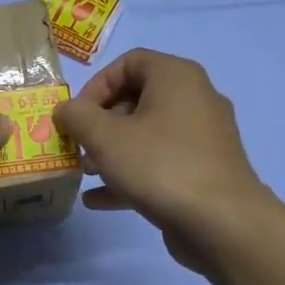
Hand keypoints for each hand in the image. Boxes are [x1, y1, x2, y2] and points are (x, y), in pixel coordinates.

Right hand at [52, 49, 270, 271]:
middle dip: (100, 123)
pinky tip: (98, 200)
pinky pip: (159, 164)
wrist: (220, 222)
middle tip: (78, 146)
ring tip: (86, 173)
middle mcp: (194, 99)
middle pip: (137, 99)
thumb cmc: (159, 165)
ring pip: (146, 135)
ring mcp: (202, 138)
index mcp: (176, 77)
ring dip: (111, 151)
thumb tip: (64, 111)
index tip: (76, 116)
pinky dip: (129, 175)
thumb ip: (76, 117)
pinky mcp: (202, 171)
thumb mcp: (104, 137)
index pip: (129, 62)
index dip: (95, 86)